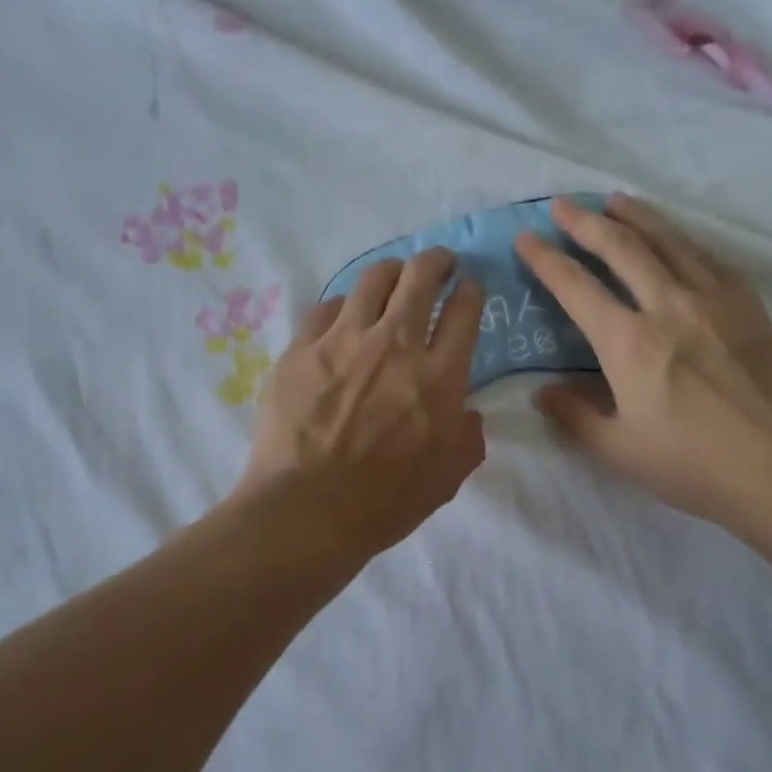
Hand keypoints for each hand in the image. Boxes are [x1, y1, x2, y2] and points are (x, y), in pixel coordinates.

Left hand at [234, 249, 486, 563]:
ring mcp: (342, 341)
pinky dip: (342, 307)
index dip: (470, 291)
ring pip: (372, 279)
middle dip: (436, 261)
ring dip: (391, 272)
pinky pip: (325, 308)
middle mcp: (393, 345)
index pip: (463, 311)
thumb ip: (467, 436)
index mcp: (437, 376)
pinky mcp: (300, 349)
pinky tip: (342, 318)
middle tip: (438, 264)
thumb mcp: (448, 478)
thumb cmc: (383, 503)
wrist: (306, 511)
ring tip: (392, 278)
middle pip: (420, 276)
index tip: (468, 288)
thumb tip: (465, 410)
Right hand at [515, 195, 771, 533]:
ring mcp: (714, 301)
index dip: (545, 259)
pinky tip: (677, 238)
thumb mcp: (618, 449)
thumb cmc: (693, 464)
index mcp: (628, 342)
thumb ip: (574, 416)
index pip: (575, 287)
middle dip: (586, 222)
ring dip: (637, 216)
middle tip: (563, 204)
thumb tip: (544, 391)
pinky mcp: (750, 307)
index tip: (525, 238)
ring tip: (615, 200)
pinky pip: (710, 259)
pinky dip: (684, 240)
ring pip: (669, 241)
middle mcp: (668, 306)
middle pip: (621, 248)